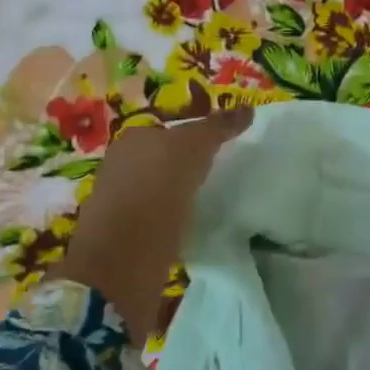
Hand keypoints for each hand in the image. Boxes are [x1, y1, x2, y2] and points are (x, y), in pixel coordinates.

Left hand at [55, 107, 253, 343]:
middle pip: (163, 158)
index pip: (171, 128)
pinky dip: (175, 219)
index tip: (225, 147)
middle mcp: (121, 166)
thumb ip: (217, 127)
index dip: (197, 134)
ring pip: (160, 189)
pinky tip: (194, 225)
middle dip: (188, 164)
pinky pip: (159, 218)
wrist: (123, 261)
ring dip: (181, 194)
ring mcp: (121, 203)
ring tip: (212, 200)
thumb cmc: (156, 190)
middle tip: (223, 172)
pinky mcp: (128, 237)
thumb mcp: (192, 148)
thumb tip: (248, 108)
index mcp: (132, 139)